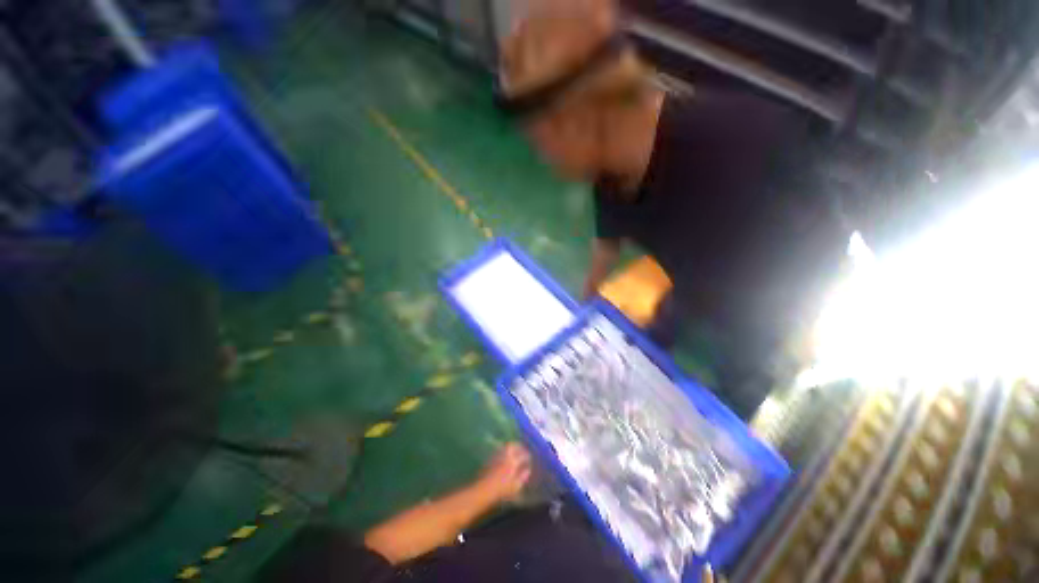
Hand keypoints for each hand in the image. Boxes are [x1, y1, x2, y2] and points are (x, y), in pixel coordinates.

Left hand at [477, 443, 531, 501]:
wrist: (484, 490)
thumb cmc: (501, 490)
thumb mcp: (515, 486)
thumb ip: (523, 477)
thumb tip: (528, 471)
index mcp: (513, 462)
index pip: (522, 454)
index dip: (527, 455)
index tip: (529, 457)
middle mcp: (505, 456)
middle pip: (512, 446)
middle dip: (518, 446)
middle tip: (521, 448)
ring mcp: (497, 456)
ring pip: (505, 447)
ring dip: (510, 447)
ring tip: (514, 450)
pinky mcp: (490, 459)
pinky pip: (499, 451)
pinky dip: (503, 451)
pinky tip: (505, 456)